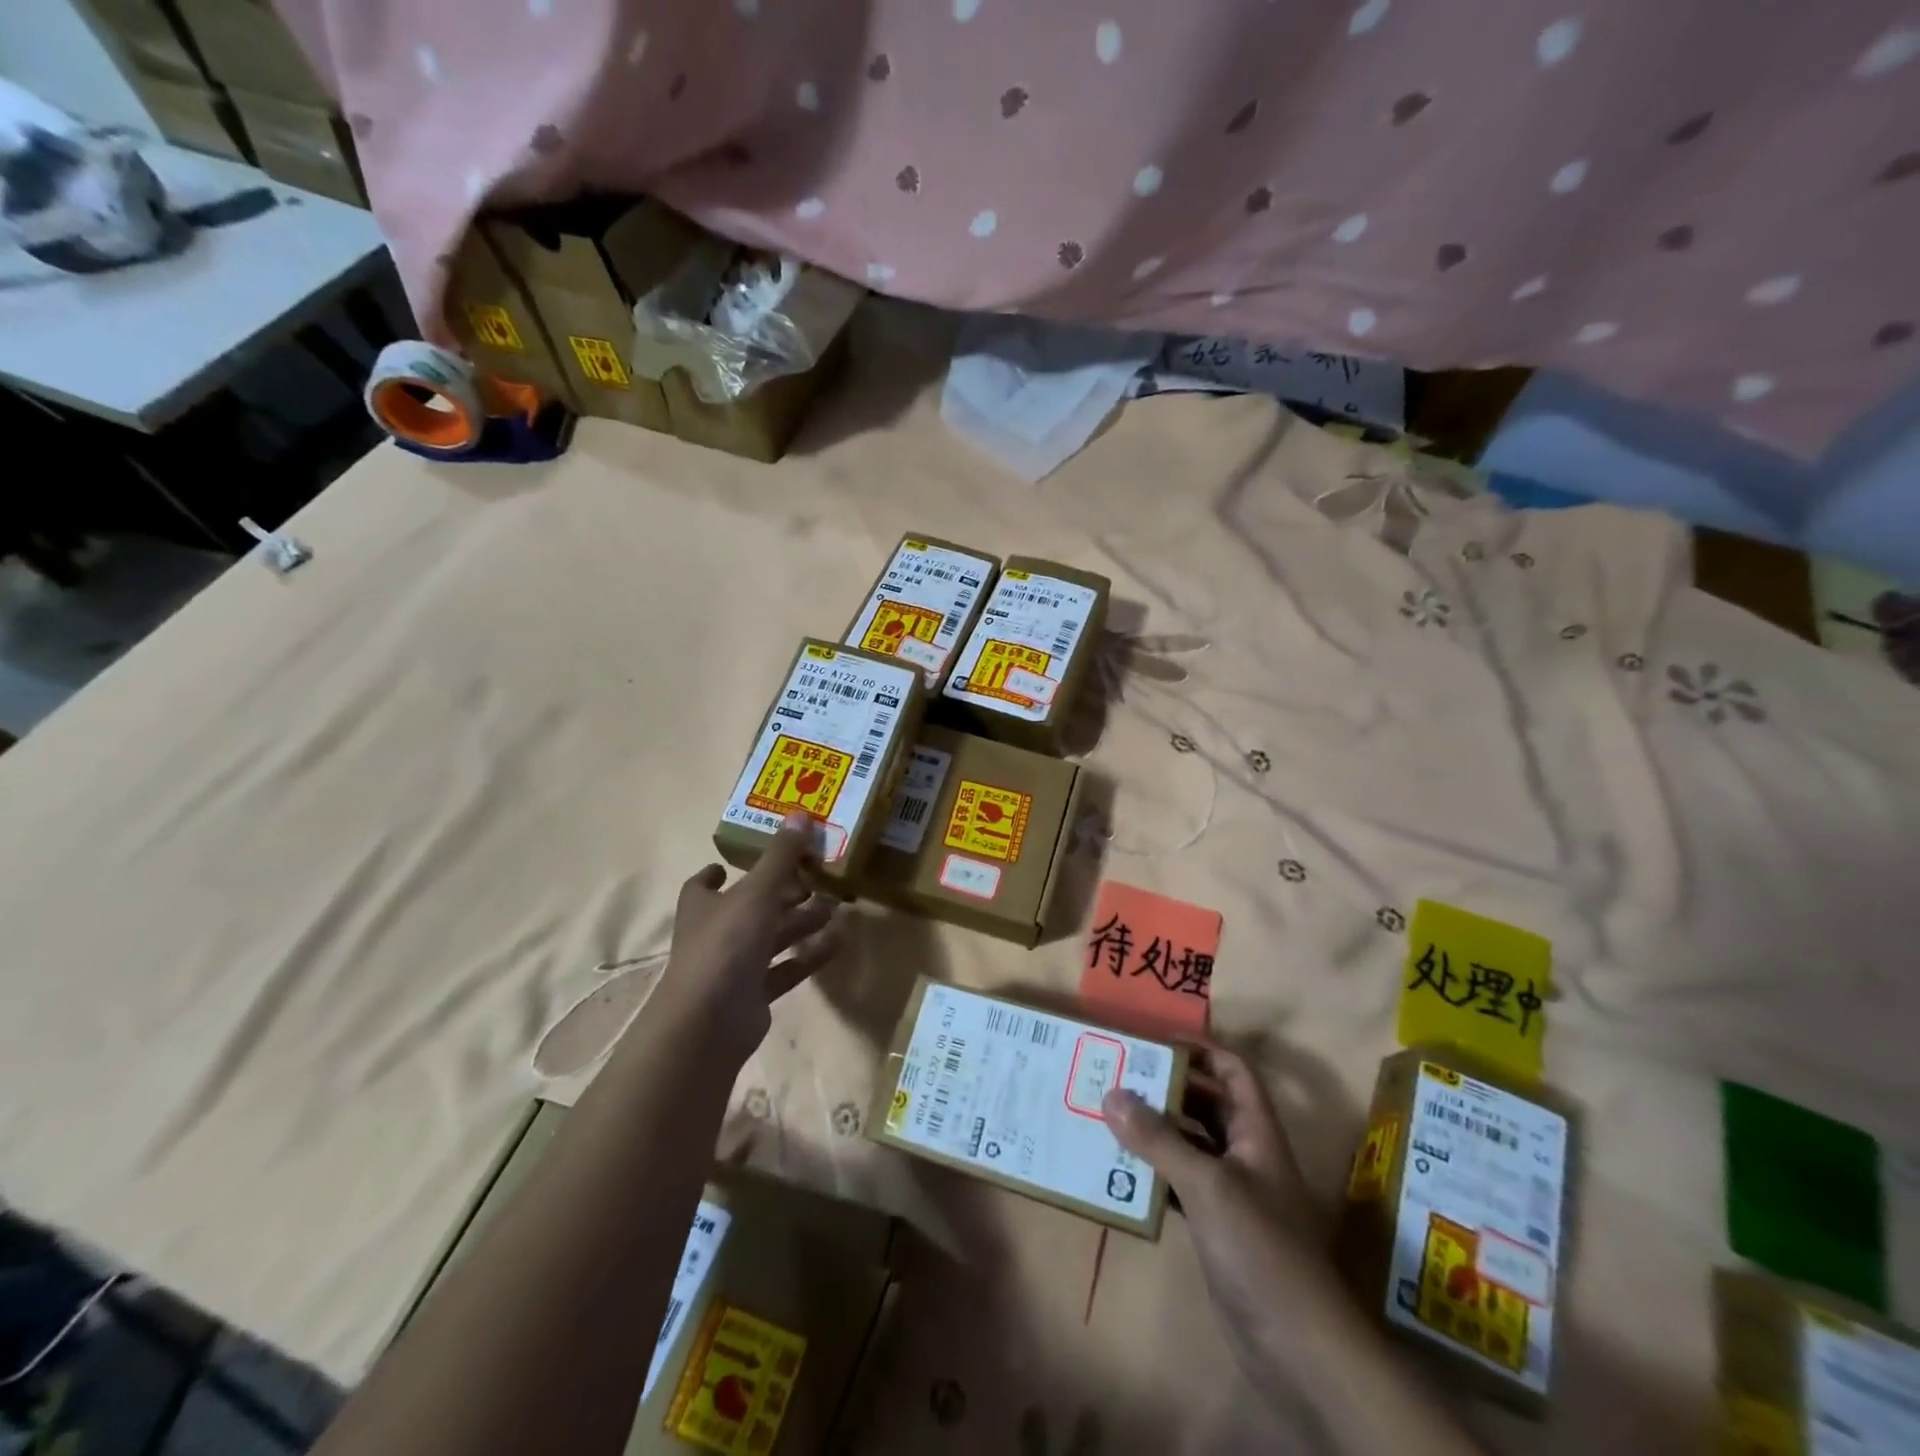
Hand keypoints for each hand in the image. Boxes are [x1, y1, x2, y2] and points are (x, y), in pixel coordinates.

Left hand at [657, 813, 843, 1053]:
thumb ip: (781, 856)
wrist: (709, 1022)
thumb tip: (800, 814)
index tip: (734, 865)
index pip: (704, 885)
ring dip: (801, 923)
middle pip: (751, 908)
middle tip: (815, 880)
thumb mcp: (757, 891)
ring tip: (836, 907)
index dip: (719, 874)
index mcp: (704, 906)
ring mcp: (733, 967)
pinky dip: (809, 956)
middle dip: (782, 894)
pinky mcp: (754, 995)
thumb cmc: (726, 943)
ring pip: (772, 938)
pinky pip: (786, 969)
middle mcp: (715, 934)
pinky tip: (839, 942)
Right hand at [1103, 1047, 1323, 1299]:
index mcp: (1257, 1131)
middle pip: (1206, 1103)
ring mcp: (1232, 1192)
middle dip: (1166, 1087)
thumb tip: (1111, 1092)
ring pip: (1189, 1143)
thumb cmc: (1261, 1248)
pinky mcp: (1216, 1227)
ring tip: (1107, 1114)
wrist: (1301, 1349)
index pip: (1232, 1071)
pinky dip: (1153, 1171)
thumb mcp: (1208, 1185)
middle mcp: (1246, 1154)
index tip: (1152, 1042)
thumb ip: (1159, 1139)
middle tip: (1116, 1074)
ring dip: (1155, 1130)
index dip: (1199, 1050)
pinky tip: (1119, 1170)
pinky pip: (1179, 1183)